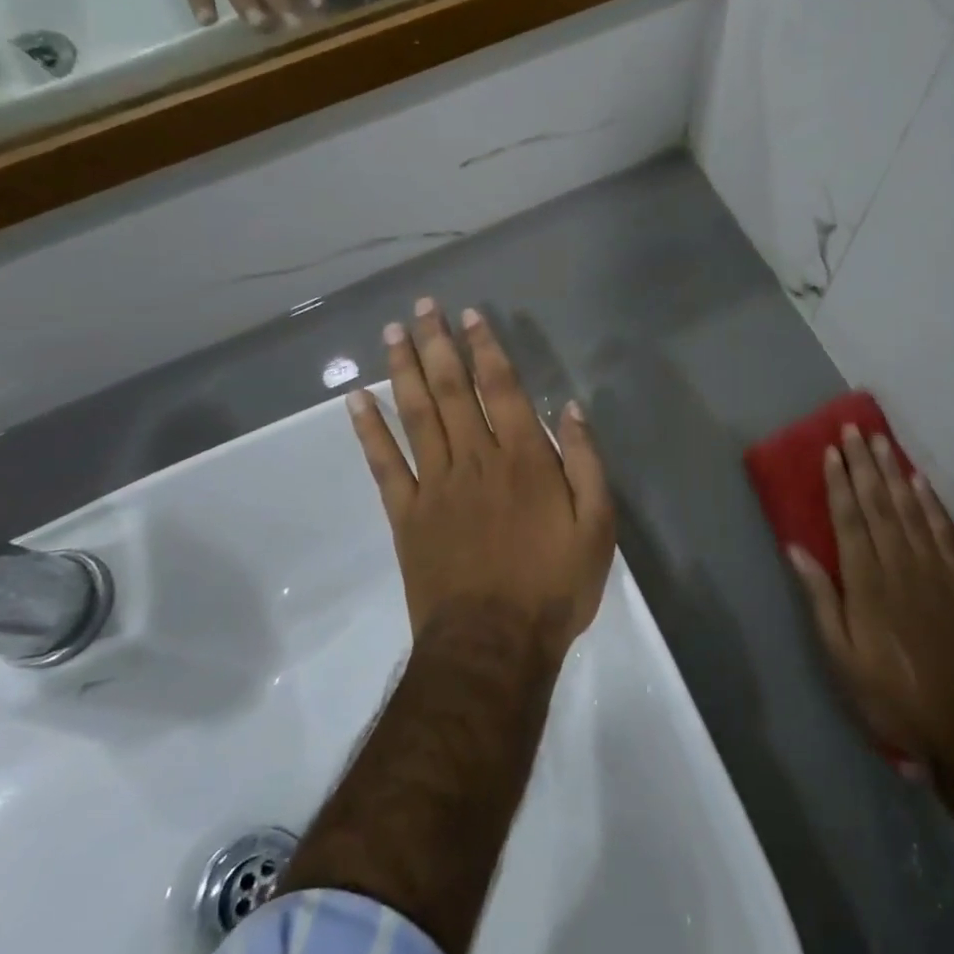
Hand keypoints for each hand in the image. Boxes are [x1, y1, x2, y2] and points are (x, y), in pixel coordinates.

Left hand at [348, 298, 613, 660]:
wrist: (493, 646)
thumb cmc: (554, 586)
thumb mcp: (598, 526)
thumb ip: (585, 463)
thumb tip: (571, 409)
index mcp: (524, 458)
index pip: (502, 388)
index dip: (486, 348)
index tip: (470, 316)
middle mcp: (476, 459)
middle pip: (452, 390)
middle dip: (438, 344)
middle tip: (422, 307)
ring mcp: (436, 484)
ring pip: (417, 414)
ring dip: (404, 370)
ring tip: (392, 334)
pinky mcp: (407, 514)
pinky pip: (384, 464)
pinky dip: (369, 430)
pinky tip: (356, 399)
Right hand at [791, 426, 953, 764]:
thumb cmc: (890, 692)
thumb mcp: (841, 656)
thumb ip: (820, 598)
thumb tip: (796, 548)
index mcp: (865, 582)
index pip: (849, 520)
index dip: (838, 483)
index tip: (831, 451)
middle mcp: (899, 564)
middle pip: (878, 504)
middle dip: (864, 464)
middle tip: (854, 429)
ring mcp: (934, 570)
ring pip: (911, 509)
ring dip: (894, 472)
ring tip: (882, 441)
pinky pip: (944, 532)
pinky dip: (932, 504)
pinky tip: (921, 482)